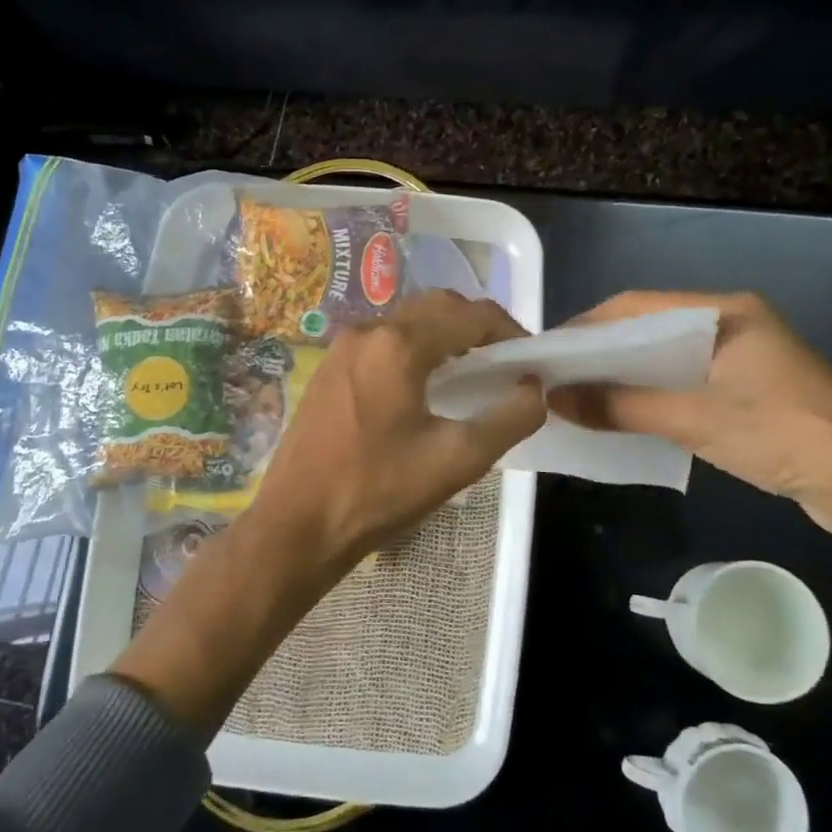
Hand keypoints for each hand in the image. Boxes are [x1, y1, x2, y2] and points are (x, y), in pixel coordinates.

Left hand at [247, 288, 546, 581]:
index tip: (530, 360)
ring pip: (406, 322)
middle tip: (502, 361)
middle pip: (436, 307)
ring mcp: (341, 349)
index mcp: (398, 345)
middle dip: (476, 325)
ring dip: (444, 334)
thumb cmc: (378, 491)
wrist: (297, 525)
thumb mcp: (458, 460)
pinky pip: (382, 341)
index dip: (509, 331)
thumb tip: (535, 388)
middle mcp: (367, 332)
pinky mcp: (328, 370)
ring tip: (470, 373)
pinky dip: (414, 348)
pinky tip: (424, 387)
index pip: (470, 315)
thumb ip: (509, 419)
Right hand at [549, 291, 831, 573]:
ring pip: (665, 362)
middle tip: (553, 378)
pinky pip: (684, 386)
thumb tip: (555, 399)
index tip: (546, 352)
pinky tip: (621, 418)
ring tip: (576, 399)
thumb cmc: (784, 434)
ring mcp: (741, 360)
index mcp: (724, 312)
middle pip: (650, 331)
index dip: (587, 326)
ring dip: (624, 379)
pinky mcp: (747, 393)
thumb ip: (623, 406)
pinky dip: (651, 399)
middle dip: (601, 354)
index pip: (637, 305)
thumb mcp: (696, 418)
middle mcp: (730, 326)